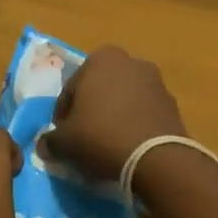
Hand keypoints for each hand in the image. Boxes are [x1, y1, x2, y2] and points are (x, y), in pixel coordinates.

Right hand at [41, 46, 187, 182]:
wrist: (157, 159)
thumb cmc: (101, 137)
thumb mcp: (64, 142)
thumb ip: (50, 140)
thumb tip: (45, 145)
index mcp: (100, 59)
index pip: (70, 89)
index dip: (63, 115)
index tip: (63, 136)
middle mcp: (130, 61)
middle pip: (99, 90)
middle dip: (91, 110)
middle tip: (83, 139)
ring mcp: (156, 82)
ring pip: (123, 100)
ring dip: (114, 117)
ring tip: (107, 146)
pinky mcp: (173, 105)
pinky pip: (143, 114)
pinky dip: (134, 126)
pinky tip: (128, 148)